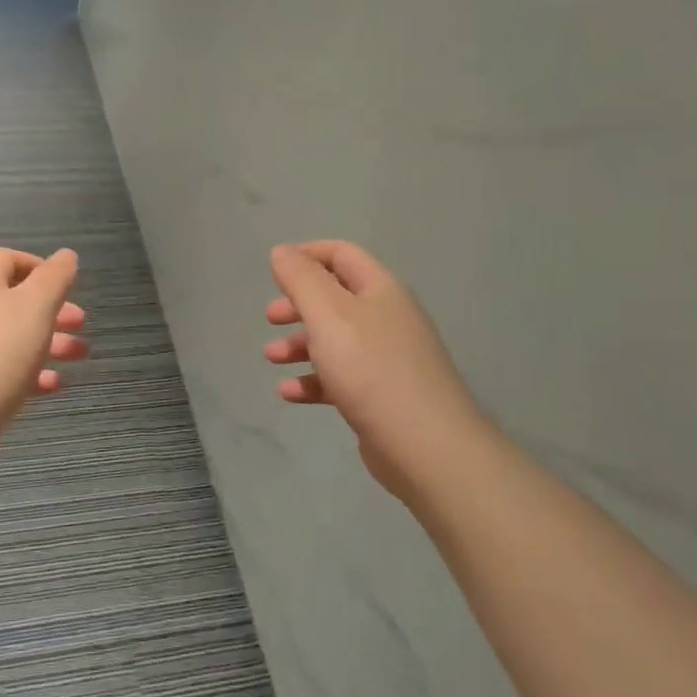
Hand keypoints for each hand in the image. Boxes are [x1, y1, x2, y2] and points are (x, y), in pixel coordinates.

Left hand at [0, 247, 86, 456]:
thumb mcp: (35, 307)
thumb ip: (54, 278)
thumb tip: (66, 255)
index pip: (6, 260)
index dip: (37, 265)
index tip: (66, 284)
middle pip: (14, 301)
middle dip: (52, 310)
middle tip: (81, 323)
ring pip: (14, 338)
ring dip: (50, 343)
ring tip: (80, 356)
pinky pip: (4, 371)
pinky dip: (32, 374)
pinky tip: (55, 387)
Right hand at [264, 241, 486, 501]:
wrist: (425, 445)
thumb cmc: (371, 369)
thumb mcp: (328, 314)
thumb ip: (301, 279)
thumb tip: (282, 251)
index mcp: (380, 290)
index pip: (342, 254)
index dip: (307, 255)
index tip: (274, 269)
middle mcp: (387, 318)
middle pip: (336, 298)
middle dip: (299, 304)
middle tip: (271, 317)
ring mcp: (388, 359)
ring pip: (336, 339)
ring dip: (300, 343)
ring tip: (271, 357)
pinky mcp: (382, 395)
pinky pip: (341, 377)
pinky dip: (313, 380)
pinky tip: (289, 393)